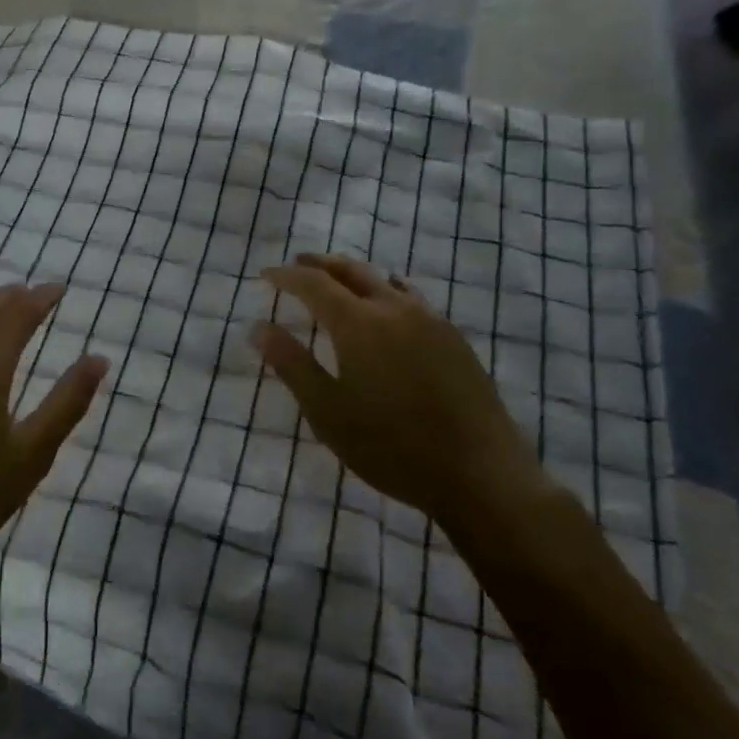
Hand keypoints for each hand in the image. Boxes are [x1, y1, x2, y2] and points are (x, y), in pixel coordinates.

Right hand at [250, 253, 543, 523]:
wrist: (481, 473)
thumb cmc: (392, 447)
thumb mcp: (328, 412)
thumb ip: (292, 365)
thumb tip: (258, 327)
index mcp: (359, 323)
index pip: (314, 283)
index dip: (287, 276)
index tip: (266, 275)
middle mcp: (394, 309)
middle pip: (351, 271)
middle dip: (320, 264)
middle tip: (298, 264)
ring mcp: (430, 320)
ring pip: (384, 280)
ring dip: (353, 273)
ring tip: (337, 280)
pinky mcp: (454, 337)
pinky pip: (411, 297)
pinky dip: (386, 289)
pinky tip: (388, 306)